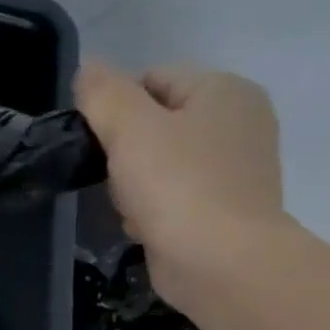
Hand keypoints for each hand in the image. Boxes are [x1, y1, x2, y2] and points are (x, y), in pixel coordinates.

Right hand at [74, 60, 285, 309]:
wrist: (219, 261)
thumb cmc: (175, 183)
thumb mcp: (128, 126)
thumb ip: (103, 92)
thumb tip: (89, 68)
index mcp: (225, 91)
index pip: (151, 78)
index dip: (116, 105)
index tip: (102, 138)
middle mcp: (240, 121)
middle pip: (154, 120)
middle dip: (124, 145)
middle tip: (113, 172)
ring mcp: (237, 166)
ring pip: (158, 159)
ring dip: (132, 178)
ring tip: (129, 202)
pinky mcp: (226, 205)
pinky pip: (171, 193)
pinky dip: (151, 205)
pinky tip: (144, 222)